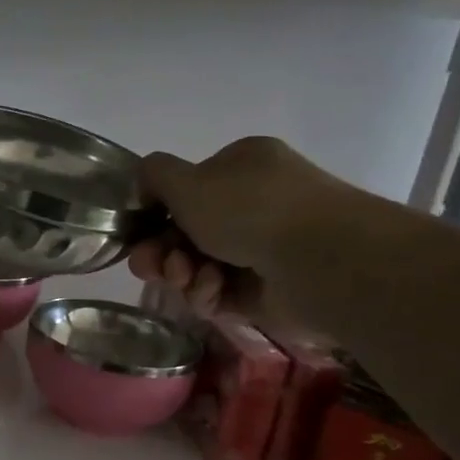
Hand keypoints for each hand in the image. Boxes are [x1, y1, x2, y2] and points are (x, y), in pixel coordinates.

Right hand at [130, 136, 346, 327]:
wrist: (320, 260)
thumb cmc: (249, 209)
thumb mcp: (185, 180)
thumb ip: (153, 175)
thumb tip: (144, 183)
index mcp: (241, 167)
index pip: (187, 189)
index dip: (156, 214)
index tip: (139, 233)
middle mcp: (254, 203)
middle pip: (186, 232)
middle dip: (162, 251)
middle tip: (149, 267)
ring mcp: (263, 248)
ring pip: (198, 265)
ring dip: (181, 273)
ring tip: (184, 279)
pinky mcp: (266, 289)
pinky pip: (220, 292)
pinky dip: (208, 293)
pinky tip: (212, 291)